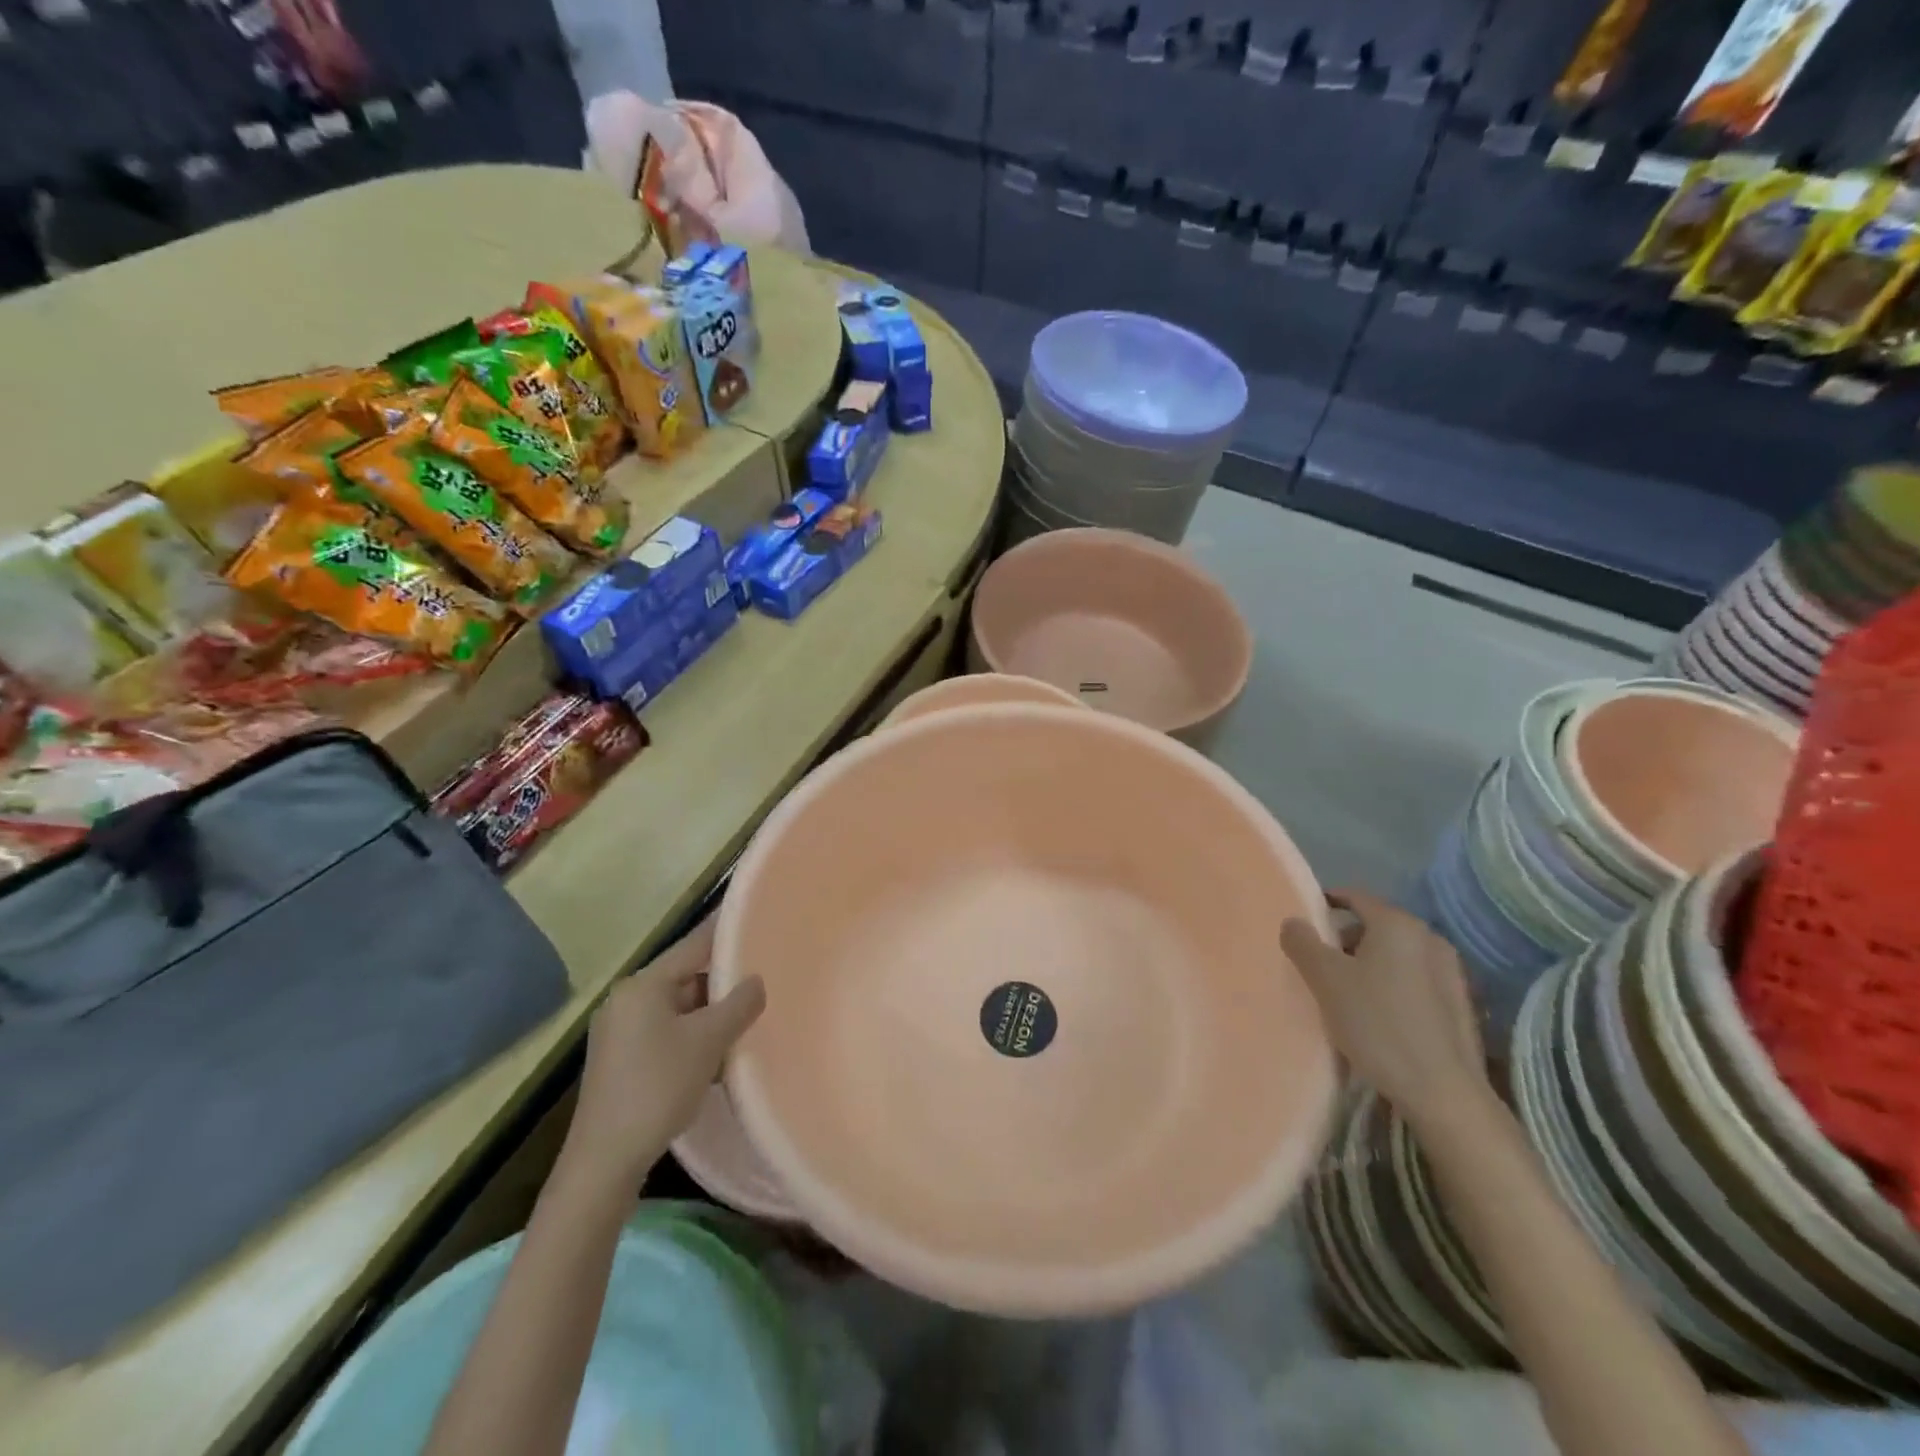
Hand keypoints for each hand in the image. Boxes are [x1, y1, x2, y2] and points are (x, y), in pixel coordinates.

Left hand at [564, 917, 765, 1189]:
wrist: (605, 1160)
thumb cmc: (658, 1087)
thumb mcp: (709, 1041)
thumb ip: (740, 1004)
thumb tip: (756, 981)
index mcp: (643, 984)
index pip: (694, 945)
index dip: (727, 934)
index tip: (757, 925)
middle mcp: (626, 999)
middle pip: (685, 977)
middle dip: (722, 984)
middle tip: (761, 986)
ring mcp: (619, 1031)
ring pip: (677, 1008)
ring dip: (709, 1016)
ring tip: (744, 1024)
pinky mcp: (619, 1060)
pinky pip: (665, 1032)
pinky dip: (691, 1037)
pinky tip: (715, 1058)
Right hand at [1280, 888, 1486, 1117]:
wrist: (1442, 1093)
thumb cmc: (1377, 1024)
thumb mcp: (1325, 980)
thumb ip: (1303, 943)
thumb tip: (1294, 922)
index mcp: (1398, 924)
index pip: (1355, 896)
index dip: (1326, 903)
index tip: (1304, 922)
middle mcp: (1430, 938)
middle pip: (1376, 925)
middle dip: (1346, 938)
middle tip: (1320, 963)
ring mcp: (1451, 971)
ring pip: (1397, 954)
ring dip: (1370, 963)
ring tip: (1347, 992)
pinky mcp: (1461, 1004)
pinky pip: (1415, 979)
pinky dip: (1393, 984)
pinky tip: (1379, 1015)